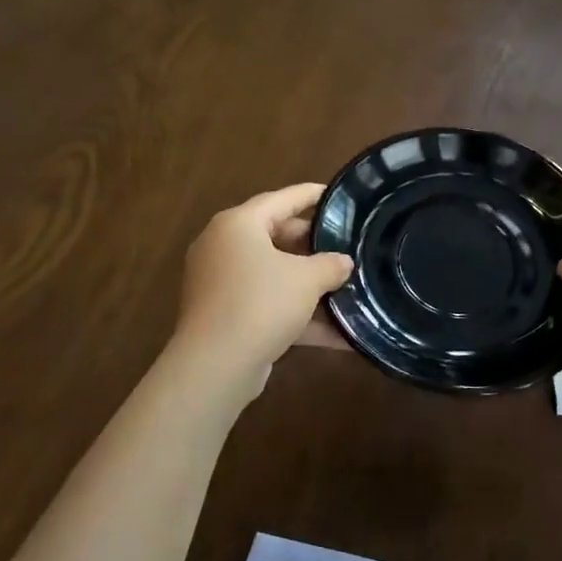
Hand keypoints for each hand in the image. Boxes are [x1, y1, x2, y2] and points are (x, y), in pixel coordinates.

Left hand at [174, 183, 353, 383]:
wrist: (216, 365)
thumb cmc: (261, 303)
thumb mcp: (306, 280)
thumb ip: (330, 265)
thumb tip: (343, 262)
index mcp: (238, 225)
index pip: (282, 199)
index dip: (312, 195)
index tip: (338, 196)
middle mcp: (224, 247)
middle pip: (276, 236)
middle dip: (313, 245)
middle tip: (345, 247)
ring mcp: (221, 283)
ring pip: (273, 274)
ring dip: (308, 284)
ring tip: (345, 286)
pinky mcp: (226, 315)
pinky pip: (267, 304)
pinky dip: (297, 313)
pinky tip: (336, 333)